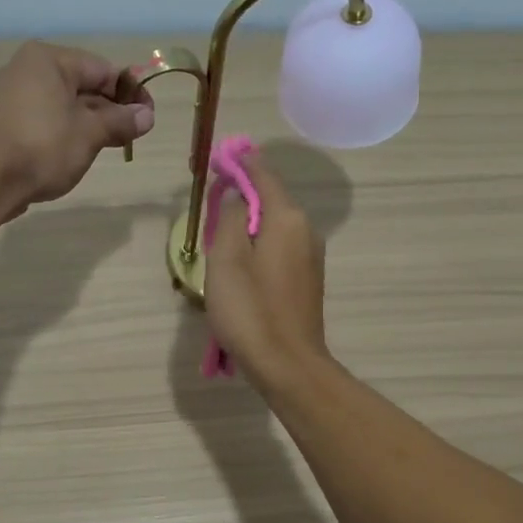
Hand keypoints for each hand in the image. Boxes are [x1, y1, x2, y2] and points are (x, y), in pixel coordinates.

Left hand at [0, 42, 154, 219]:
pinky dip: (67, 131)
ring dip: (91, 123)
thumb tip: (147, 116)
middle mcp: (27, 70)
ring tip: (113, 145)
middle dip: (111, 109)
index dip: (130, 92)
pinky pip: (46, 120)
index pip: (102, 69)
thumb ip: (120, 121)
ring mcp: (12, 97)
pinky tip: (81, 151)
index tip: (149, 116)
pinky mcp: (5, 123)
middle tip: (135, 134)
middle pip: (83, 85)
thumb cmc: (43, 146)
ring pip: (65, 104)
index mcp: (49, 60)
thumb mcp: (90, 133)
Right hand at [203, 152, 331, 394]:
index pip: (263, 174)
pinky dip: (259, 244)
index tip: (217, 157)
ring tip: (220, 234)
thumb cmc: (250, 309)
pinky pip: (280, 247)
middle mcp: (305, 230)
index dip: (239, 162)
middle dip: (242, 193)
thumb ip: (229, 216)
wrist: (287, 364)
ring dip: (248, 222)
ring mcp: (311, 256)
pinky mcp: (308, 279)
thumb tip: (235, 191)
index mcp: (287, 218)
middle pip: (270, 199)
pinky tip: (240, 264)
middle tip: (211, 198)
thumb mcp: (226, 258)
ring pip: (274, 225)